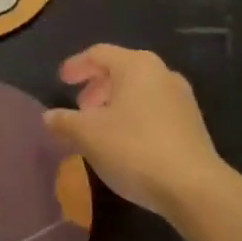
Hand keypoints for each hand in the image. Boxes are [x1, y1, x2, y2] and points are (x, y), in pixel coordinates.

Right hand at [44, 45, 225, 217]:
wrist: (192, 187)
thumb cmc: (133, 149)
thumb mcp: (88, 135)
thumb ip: (64, 121)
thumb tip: (49, 116)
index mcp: (136, 65)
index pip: (99, 53)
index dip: (76, 66)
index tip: (61, 81)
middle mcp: (162, 73)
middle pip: (121, 70)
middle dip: (96, 86)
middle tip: (80, 108)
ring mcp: (181, 98)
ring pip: (139, 91)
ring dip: (114, 103)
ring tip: (99, 128)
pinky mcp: (191, 123)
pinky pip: (153, 109)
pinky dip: (133, 116)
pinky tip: (123, 142)